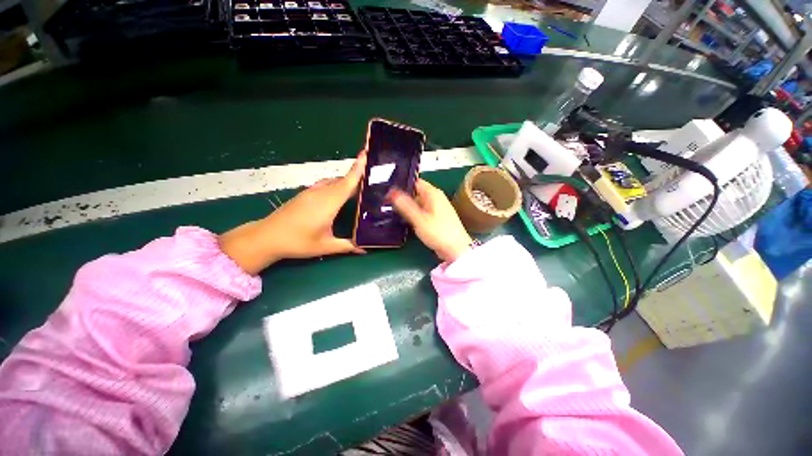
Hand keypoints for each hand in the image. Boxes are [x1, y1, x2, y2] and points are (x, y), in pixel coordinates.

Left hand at [220, 152, 366, 273]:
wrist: (266, 237)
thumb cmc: (297, 242)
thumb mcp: (325, 246)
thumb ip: (347, 246)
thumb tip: (365, 249)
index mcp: (328, 203)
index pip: (347, 183)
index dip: (357, 169)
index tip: (366, 154)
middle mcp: (321, 193)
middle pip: (342, 180)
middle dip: (357, 175)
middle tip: (372, 176)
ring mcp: (311, 192)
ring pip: (333, 182)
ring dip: (346, 181)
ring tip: (360, 185)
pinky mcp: (305, 194)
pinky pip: (325, 185)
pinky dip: (336, 185)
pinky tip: (340, 193)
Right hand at [388, 179, 472, 262]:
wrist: (456, 249)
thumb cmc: (439, 233)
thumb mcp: (419, 219)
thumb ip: (405, 205)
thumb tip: (392, 193)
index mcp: (433, 193)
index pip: (415, 182)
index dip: (401, 185)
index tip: (388, 191)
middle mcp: (436, 198)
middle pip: (416, 193)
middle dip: (403, 198)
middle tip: (387, 203)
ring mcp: (436, 208)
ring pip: (418, 203)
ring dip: (408, 207)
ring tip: (392, 211)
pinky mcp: (436, 218)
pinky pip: (422, 212)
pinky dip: (414, 214)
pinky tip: (405, 220)